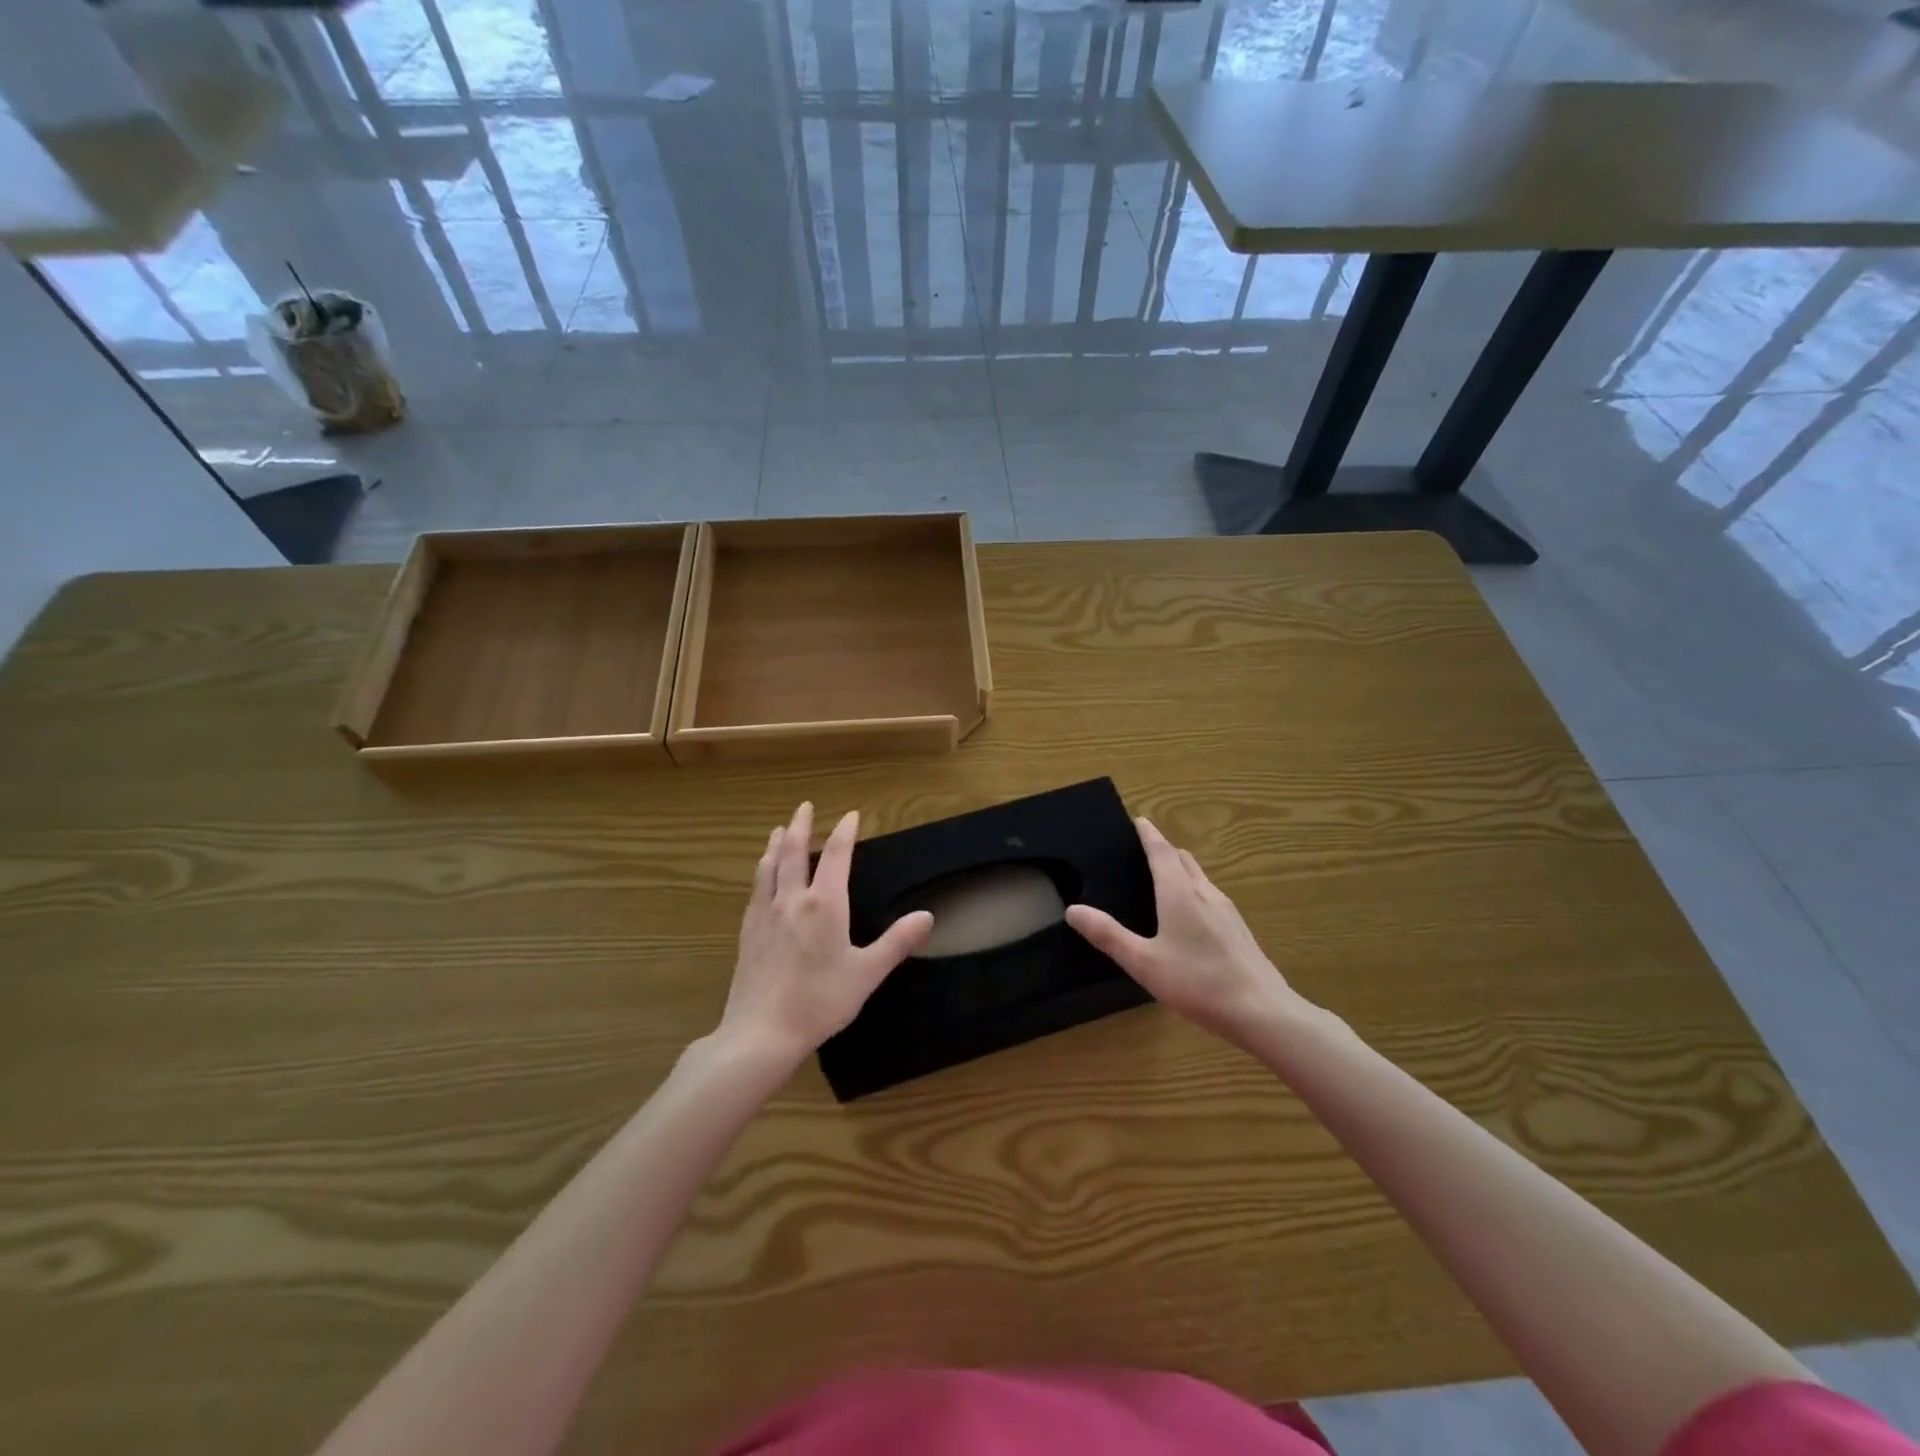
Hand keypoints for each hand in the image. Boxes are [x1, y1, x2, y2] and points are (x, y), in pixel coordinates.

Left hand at [716, 802, 933, 1069]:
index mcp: (824, 904)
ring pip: (769, 867)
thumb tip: (927, 916)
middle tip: (804, 806)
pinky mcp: (748, 932)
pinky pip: (755, 889)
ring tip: (777, 830)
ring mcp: (765, 914)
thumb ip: (897, 943)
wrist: (761, 1033)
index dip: (844, 832)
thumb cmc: (820, 1002)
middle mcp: (792, 900)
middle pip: (793, 852)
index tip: (850, 815)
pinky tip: (761, 877)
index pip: (835, 856)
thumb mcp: (867, 974)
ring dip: (775, 844)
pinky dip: (761, 871)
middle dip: (800, 826)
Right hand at [1065, 817, 1311, 1047]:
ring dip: (1181, 870)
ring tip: (1163, 879)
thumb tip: (1073, 910)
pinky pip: (1211, 898)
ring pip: (1200, 878)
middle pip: (1183, 860)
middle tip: (1143, 851)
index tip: (1138, 820)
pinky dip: (1194, 892)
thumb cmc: (1197, 982)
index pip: (1161, 851)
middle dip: (1164, 850)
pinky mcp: (1238, 930)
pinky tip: (1189, 917)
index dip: (1148, 834)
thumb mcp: (1143, 962)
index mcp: (1179, 893)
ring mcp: (1226, 911)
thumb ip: (1108, 935)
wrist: (1262, 1012)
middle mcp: (1205, 893)